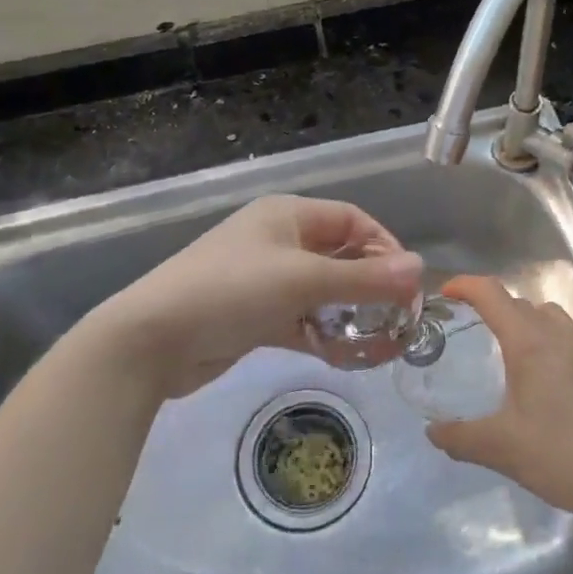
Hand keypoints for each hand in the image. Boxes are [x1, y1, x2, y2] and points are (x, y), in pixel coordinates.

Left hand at [93, 195, 422, 399]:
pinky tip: (349, 358)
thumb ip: (364, 278)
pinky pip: (302, 321)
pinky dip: (325, 335)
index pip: (351, 220)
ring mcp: (265, 280)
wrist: (152, 340)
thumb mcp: (303, 280)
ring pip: (323, 293)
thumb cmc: (232, 291)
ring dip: (351, 314)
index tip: (408, 283)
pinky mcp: (255, 317)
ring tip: (382, 342)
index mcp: (287, 215)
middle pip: (339, 256)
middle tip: (400, 317)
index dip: (384, 246)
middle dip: (371, 285)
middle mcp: (278, 241)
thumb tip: (420, 268)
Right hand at [427, 276, 572, 523]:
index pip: (492, 294)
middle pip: (520, 302)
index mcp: (529, 343)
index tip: (445, 293)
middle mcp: (558, 337)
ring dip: (523, 320)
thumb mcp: (500, 448)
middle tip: (469, 326)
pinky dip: (545, 341)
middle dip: (492, 305)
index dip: (465, 285)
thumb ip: (460, 437)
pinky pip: (566, 338)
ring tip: (506, 350)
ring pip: (549, 316)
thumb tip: (432, 431)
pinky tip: (540, 381)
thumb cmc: (561, 453)